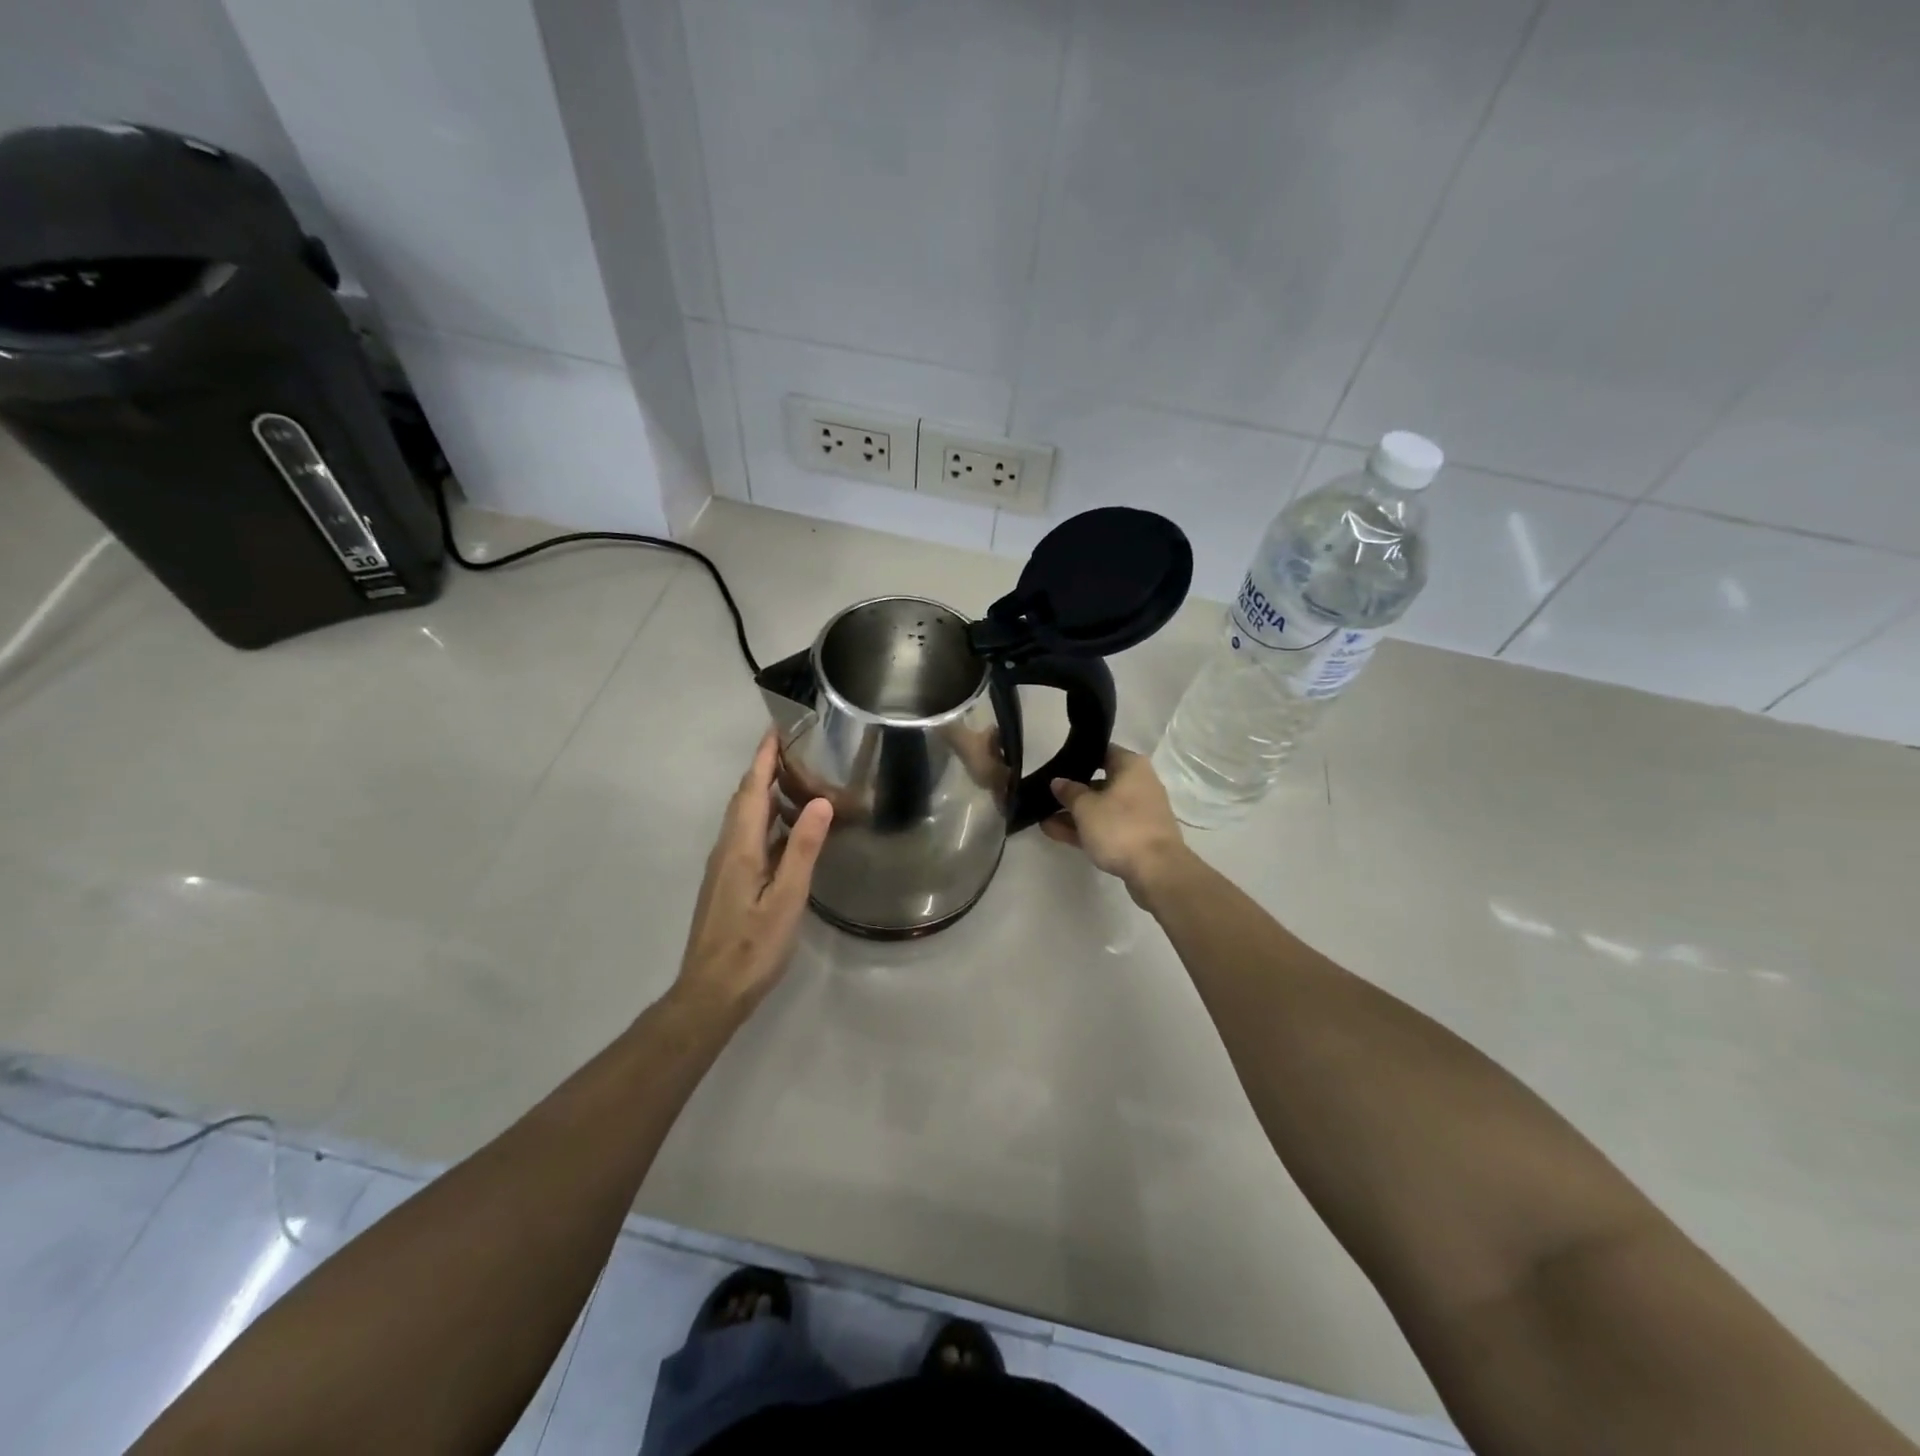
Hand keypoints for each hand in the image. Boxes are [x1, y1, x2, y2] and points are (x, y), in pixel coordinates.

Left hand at [676, 731, 832, 1013]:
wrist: (711, 992)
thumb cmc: (753, 946)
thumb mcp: (787, 898)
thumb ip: (802, 849)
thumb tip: (820, 802)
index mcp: (740, 847)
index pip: (752, 789)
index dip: (764, 757)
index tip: (778, 727)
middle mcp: (727, 849)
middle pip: (744, 798)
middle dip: (765, 768)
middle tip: (795, 748)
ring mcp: (724, 867)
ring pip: (744, 817)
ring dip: (765, 792)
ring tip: (797, 779)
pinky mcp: (728, 882)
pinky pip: (747, 836)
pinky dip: (766, 819)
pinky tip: (787, 829)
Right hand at [1041, 746, 1190, 905]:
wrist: (1157, 871)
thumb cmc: (1120, 827)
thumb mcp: (1086, 807)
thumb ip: (1069, 792)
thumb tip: (1059, 782)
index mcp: (1131, 767)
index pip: (1102, 752)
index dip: (1078, 757)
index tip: (1056, 765)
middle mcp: (1138, 785)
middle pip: (1100, 782)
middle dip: (1072, 791)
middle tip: (1045, 794)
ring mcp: (1138, 813)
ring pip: (1101, 808)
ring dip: (1074, 814)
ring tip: (1042, 818)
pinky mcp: (1136, 837)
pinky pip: (1106, 827)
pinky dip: (1085, 829)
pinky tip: (1055, 832)